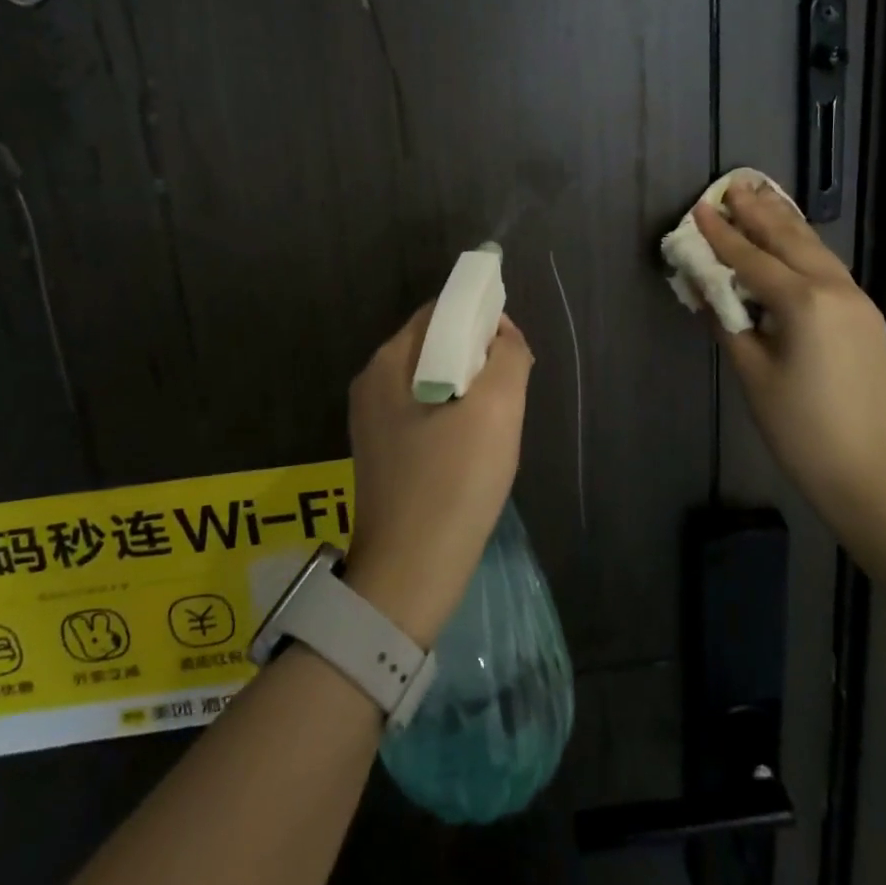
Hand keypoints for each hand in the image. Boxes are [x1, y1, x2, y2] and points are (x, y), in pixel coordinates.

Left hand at [342, 304, 532, 647]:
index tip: (513, 350)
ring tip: (495, 423)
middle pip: (436, 344)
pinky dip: (454, 416)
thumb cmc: (454, 481)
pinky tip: (472, 449)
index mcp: (389, 361)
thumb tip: (503, 336)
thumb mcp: (496, 408)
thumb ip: (508, 356)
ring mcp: (372, 421)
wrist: (410, 573)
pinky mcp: (382, 453)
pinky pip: (425, 413)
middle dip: (478, 357)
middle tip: (509, 391)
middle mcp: (372, 382)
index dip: (482, 318)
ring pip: (434, 380)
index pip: (441, 311)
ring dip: (470, 390)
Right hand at [692, 183, 885, 541]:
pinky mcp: (866, 314)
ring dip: (785, 222)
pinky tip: (792, 239)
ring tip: (762, 197)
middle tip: (733, 186)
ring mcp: (857, 300)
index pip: (751, 259)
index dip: (722, 234)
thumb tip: (706, 288)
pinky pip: (829, 267)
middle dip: (758, 212)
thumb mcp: (751, 372)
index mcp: (803, 303)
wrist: (866, 469)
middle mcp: (835, 289)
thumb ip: (727, 321)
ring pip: (815, 248)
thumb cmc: (798, 426)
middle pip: (789, 239)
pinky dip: (805, 247)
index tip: (700, 207)